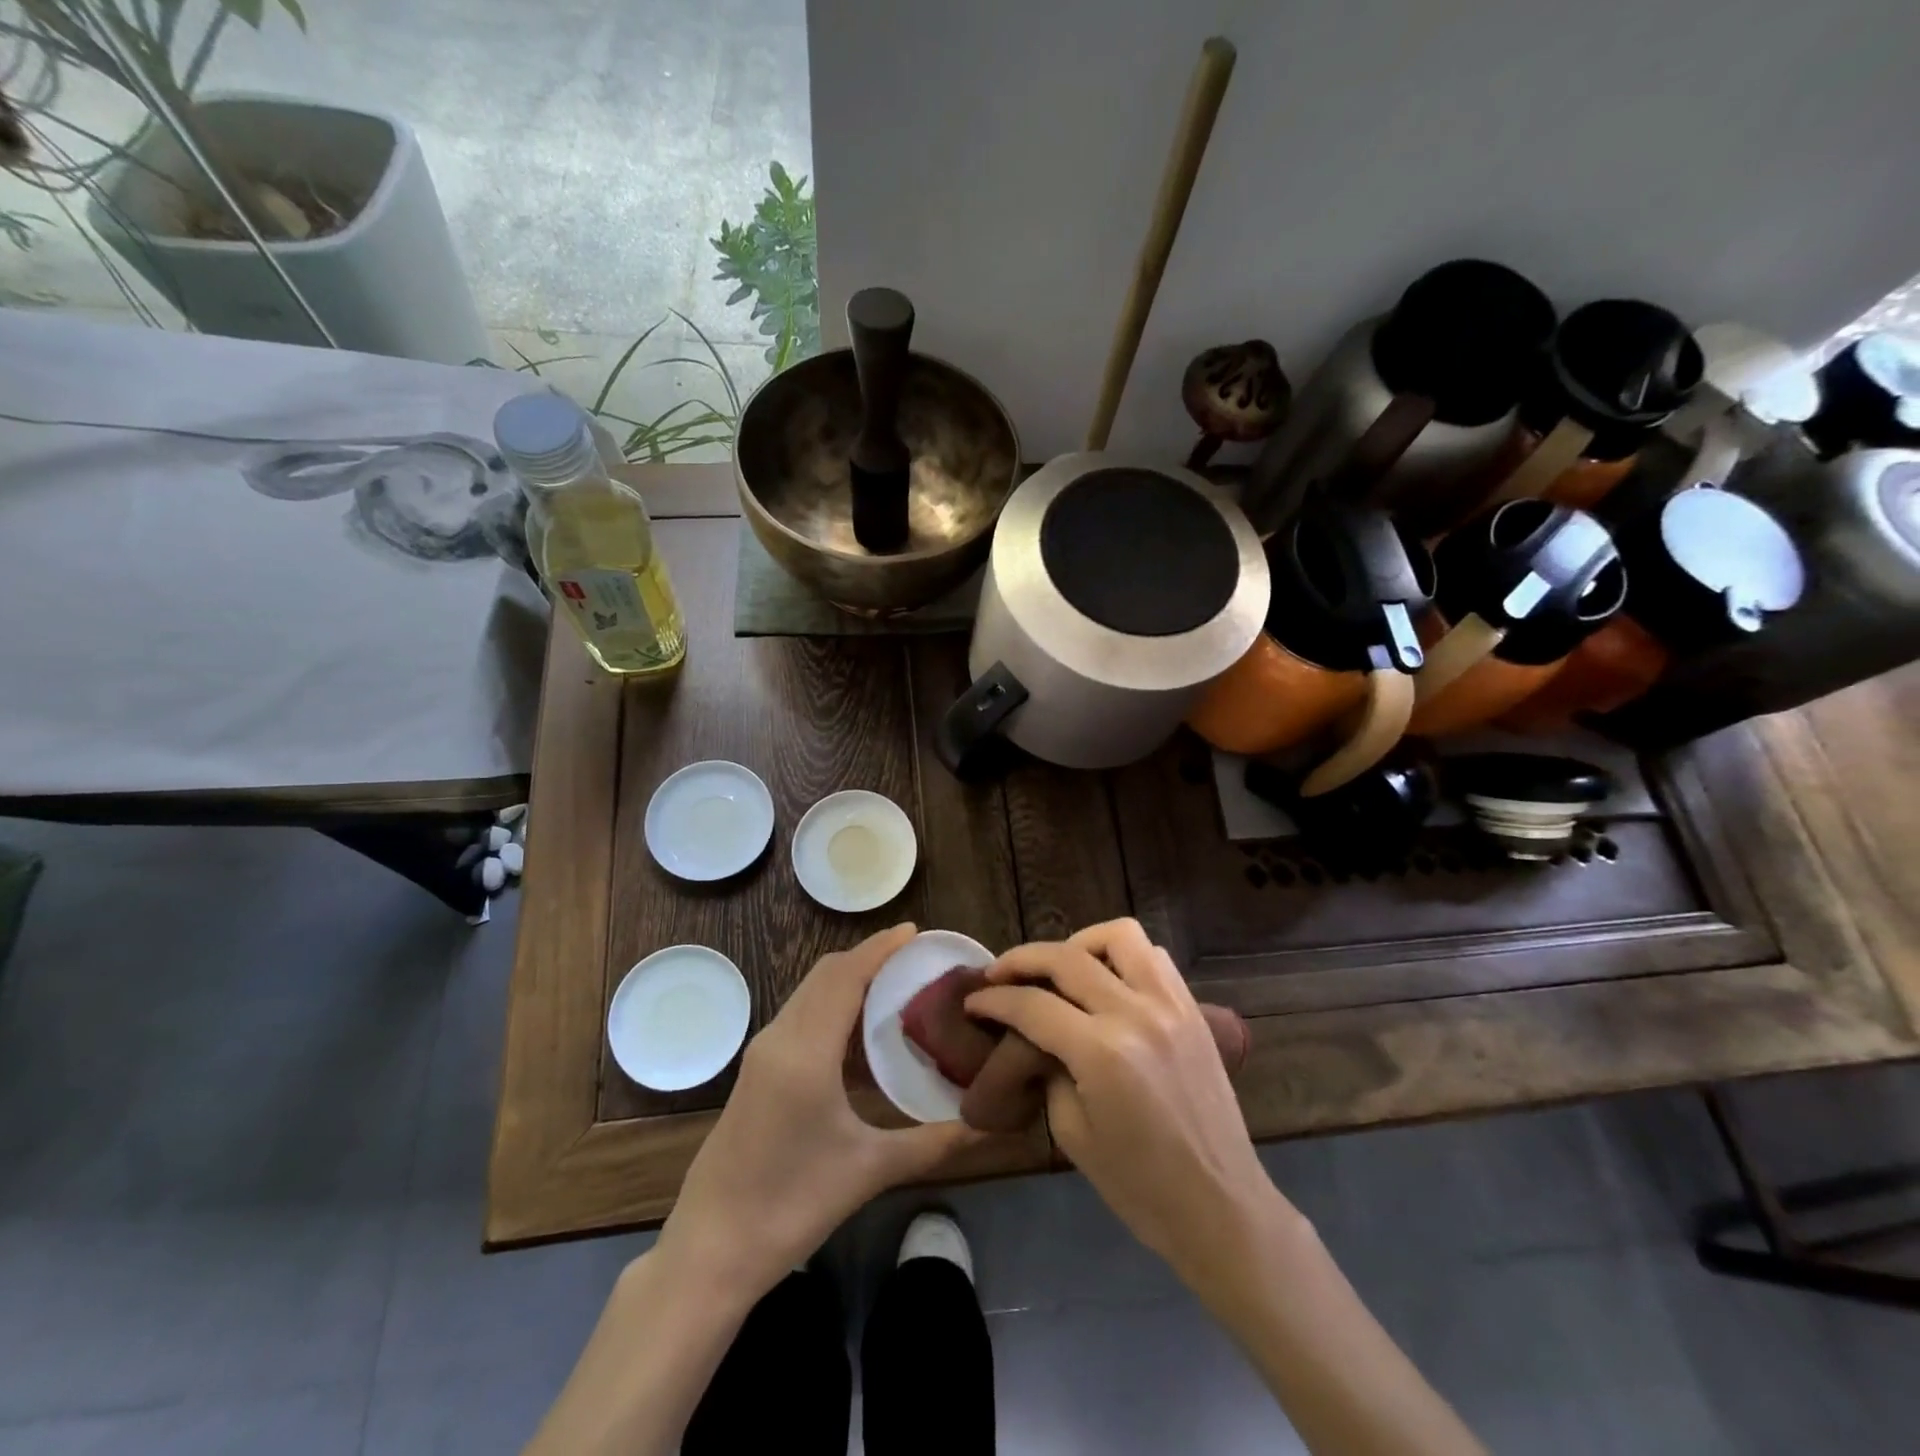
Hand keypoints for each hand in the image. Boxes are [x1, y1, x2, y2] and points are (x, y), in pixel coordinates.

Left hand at [656, 923, 980, 1303]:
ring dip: (849, 983)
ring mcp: (762, 1055)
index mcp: (804, 1052)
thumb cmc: (792, 1207)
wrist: (709, 1252)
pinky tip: (862, 1038)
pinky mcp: (757, 1073)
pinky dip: (833, 1009)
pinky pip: (800, 1019)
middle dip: (868, 958)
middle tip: (915, 960)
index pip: (845, 976)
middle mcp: (779, 1039)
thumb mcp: (869, 1171)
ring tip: (896, 990)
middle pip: (825, 975)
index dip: (880, 948)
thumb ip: (932, 1143)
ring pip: (810, 995)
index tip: (914, 931)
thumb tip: (986, 1124)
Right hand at [965, 919, 1284, 1284]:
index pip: (1032, 1005)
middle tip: (998, 974)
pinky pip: (1153, 956)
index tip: (973, 1000)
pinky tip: (1106, 981)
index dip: (994, 999)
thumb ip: (1048, 1068)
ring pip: (1118, 936)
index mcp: (1102, 1053)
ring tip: (1059, 968)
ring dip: (1078, 943)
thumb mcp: (1072, 1132)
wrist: (1220, 1207)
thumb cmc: (1139, 1186)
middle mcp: (1136, 1014)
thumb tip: (1034, 1034)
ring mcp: (1171, 1005)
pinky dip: (1122, 956)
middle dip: (1022, 960)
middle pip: (1066, 958)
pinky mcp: (1192, 1009)